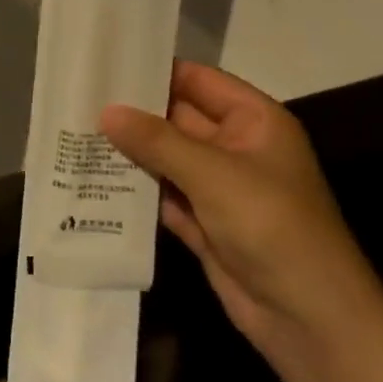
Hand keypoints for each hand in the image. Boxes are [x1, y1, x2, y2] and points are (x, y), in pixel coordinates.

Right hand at [101, 62, 382, 366]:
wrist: (308, 318)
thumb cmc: (271, 225)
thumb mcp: (213, 173)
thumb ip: (157, 140)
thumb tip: (107, 111)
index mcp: (254, 122)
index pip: (199, 81)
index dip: (156, 71)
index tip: (107, 63)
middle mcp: (235, 148)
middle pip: (177, 120)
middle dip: (132, 113)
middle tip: (79, 98)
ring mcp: (218, 189)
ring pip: (165, 160)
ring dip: (128, 152)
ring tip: (74, 134)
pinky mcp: (202, 224)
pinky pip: (161, 197)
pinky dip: (133, 191)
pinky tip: (92, 179)